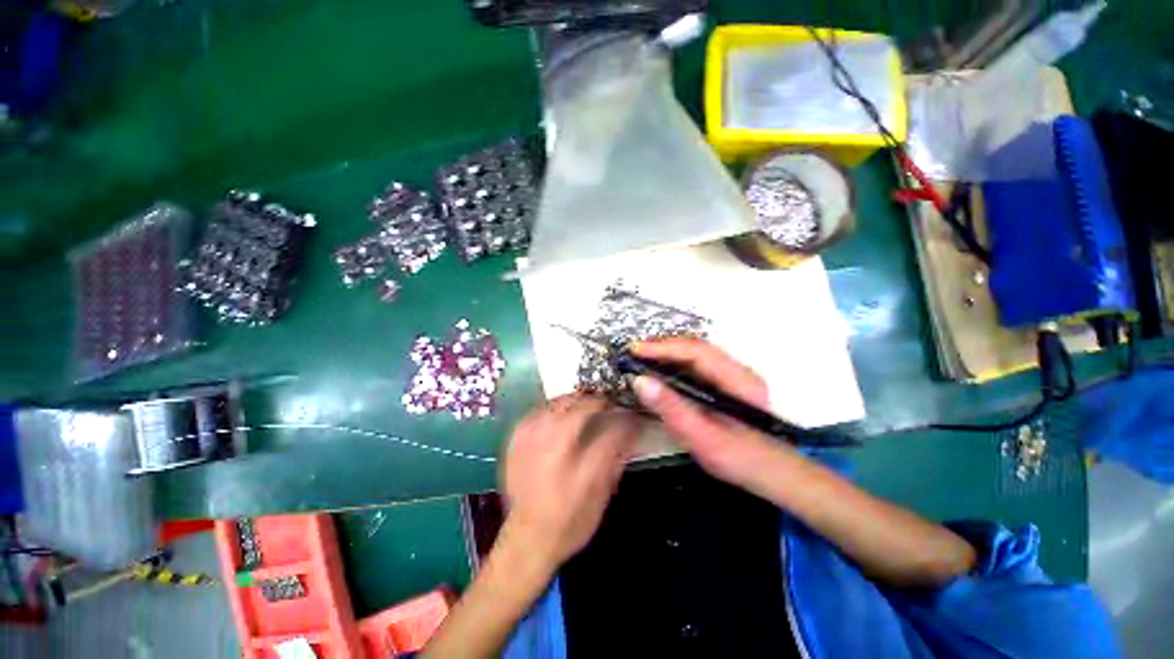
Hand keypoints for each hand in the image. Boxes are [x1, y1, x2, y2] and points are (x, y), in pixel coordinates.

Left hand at [500, 393, 639, 570]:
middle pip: (582, 406)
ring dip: (577, 400)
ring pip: (559, 402)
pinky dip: (554, 408)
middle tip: (609, 404)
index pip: (611, 429)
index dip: (625, 417)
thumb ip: (617, 458)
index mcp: (581, 467)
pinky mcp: (515, 439)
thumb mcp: (602, 495)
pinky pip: (539, 410)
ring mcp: (531, 439)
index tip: (631, 413)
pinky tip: (560, 414)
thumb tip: (631, 431)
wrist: (525, 540)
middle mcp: (554, 447)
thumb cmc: (570, 522)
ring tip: (587, 405)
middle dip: (600, 400)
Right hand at [631, 338, 796, 486]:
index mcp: (738, 382)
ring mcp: (732, 375)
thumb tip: (641, 381)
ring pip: (695, 354)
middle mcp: (738, 371)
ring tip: (641, 359)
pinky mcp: (724, 382)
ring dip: (666, 353)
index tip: (636, 351)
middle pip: (696, 347)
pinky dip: (673, 364)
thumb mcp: (703, 439)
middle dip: (662, 347)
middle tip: (634, 353)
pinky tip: (659, 372)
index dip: (664, 348)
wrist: (770, 472)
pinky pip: (695, 365)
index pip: (697, 352)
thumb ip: (672, 409)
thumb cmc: (740, 460)